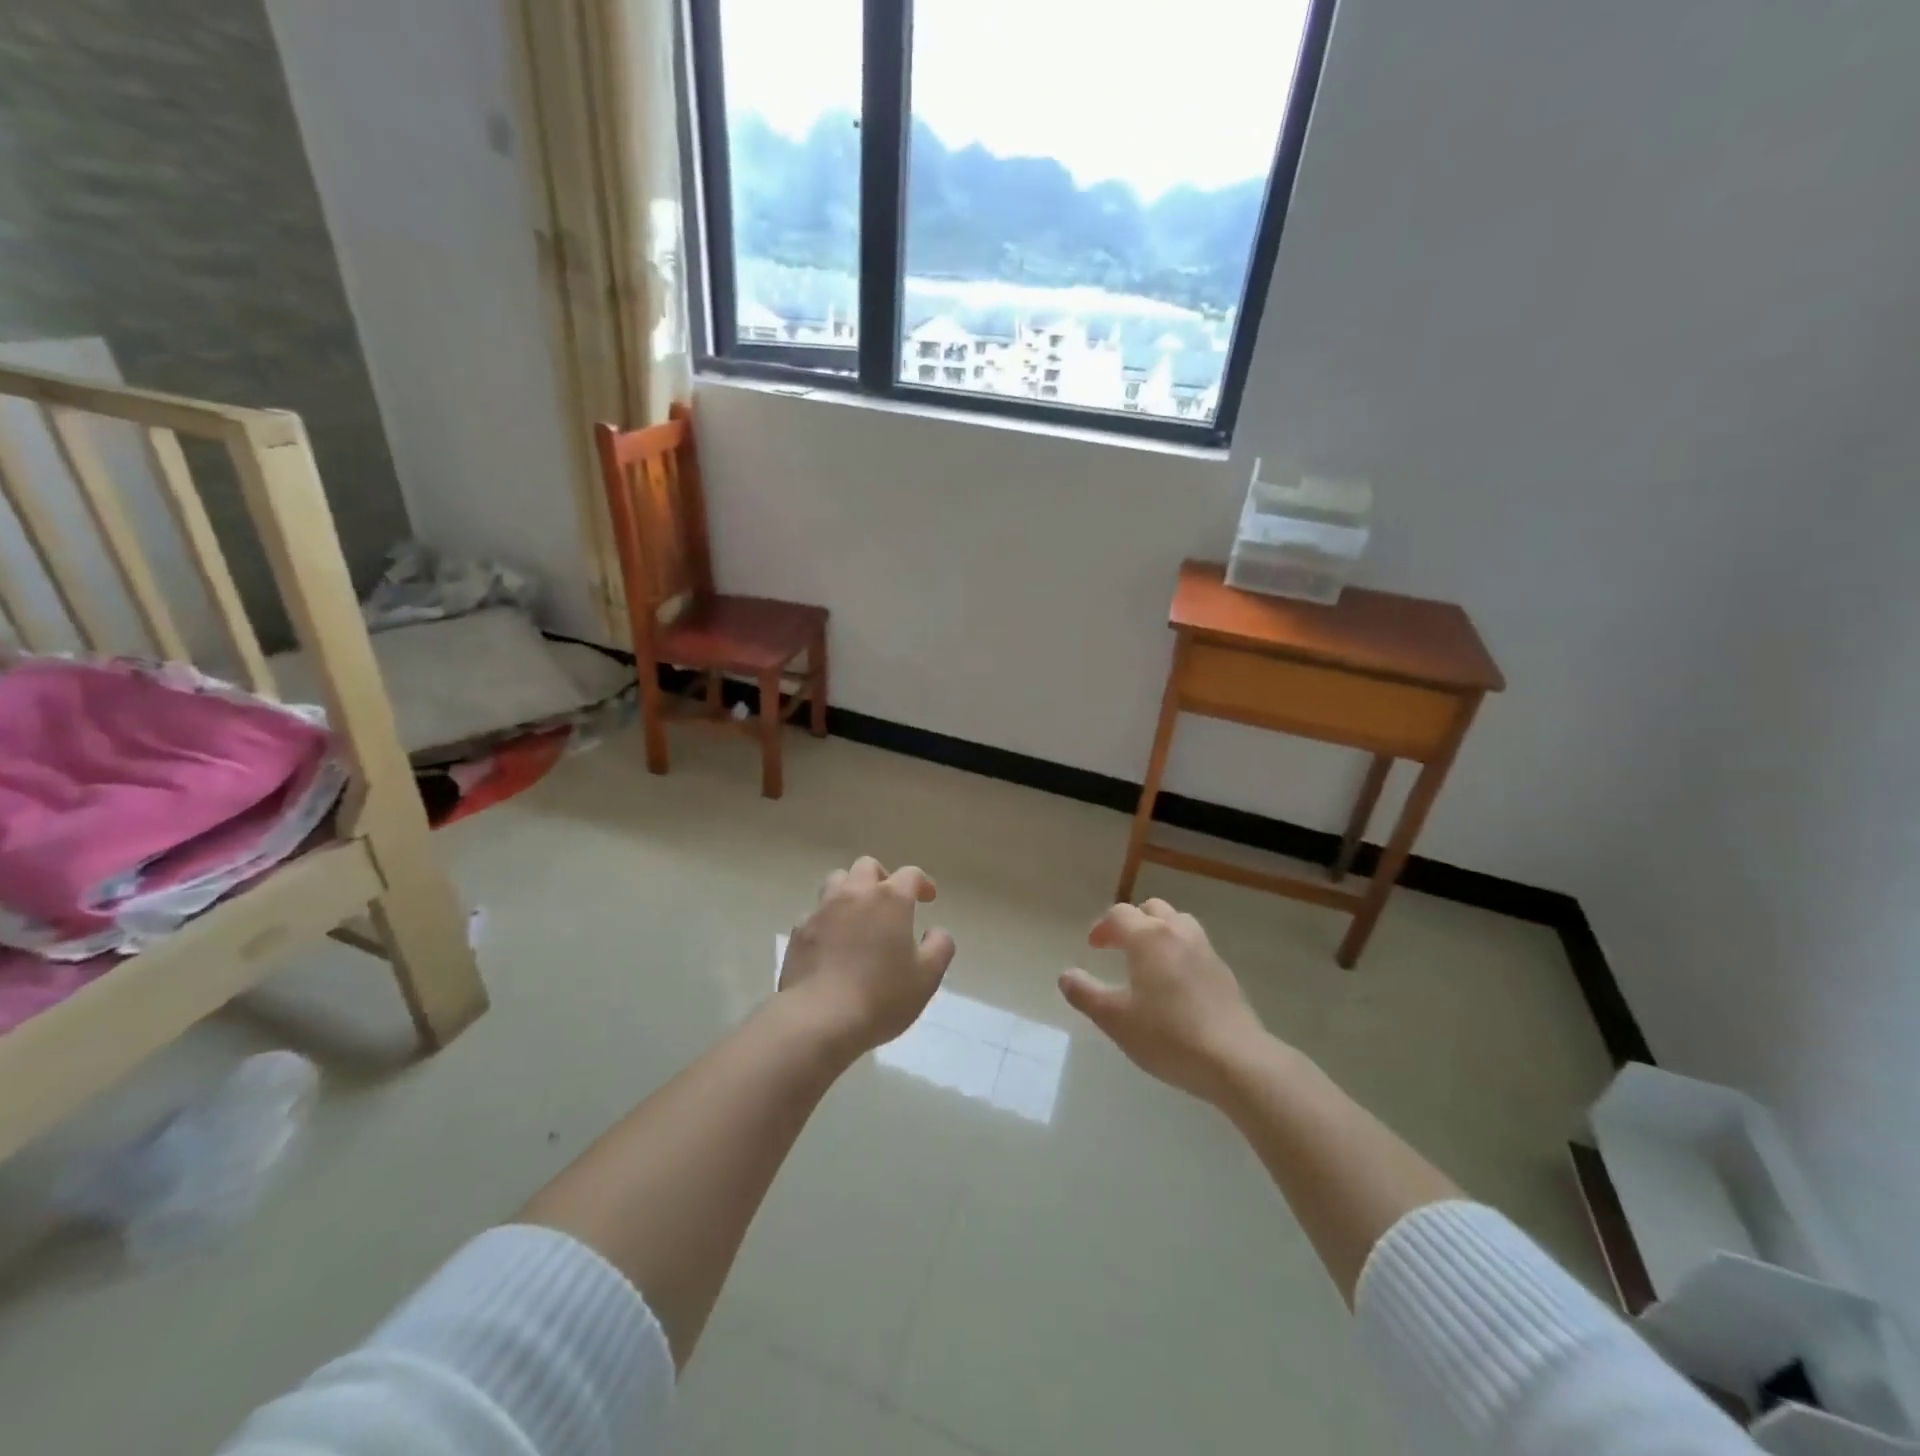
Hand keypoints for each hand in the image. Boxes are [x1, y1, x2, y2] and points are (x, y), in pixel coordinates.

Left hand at [779, 856, 955, 1053]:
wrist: (819, 1019)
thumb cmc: (882, 997)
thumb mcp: (927, 977)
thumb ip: (939, 946)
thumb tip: (935, 931)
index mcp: (890, 899)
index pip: (910, 874)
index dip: (922, 883)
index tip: (928, 898)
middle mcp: (855, 894)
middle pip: (867, 867)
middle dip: (882, 878)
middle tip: (890, 902)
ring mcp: (822, 910)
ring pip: (836, 881)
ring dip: (850, 890)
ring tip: (858, 915)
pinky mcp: (799, 931)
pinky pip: (815, 912)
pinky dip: (827, 919)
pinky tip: (831, 941)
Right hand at [1058, 899, 1269, 1104]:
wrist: (1235, 1060)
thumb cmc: (1167, 1035)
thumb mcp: (1114, 1019)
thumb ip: (1085, 993)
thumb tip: (1066, 975)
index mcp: (1148, 937)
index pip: (1120, 915)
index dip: (1102, 927)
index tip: (1093, 947)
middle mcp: (1177, 933)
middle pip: (1151, 909)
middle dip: (1131, 922)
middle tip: (1118, 947)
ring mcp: (1205, 950)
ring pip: (1178, 923)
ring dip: (1158, 931)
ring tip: (1147, 959)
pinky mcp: (1224, 972)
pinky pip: (1195, 946)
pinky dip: (1178, 951)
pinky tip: (1175, 983)